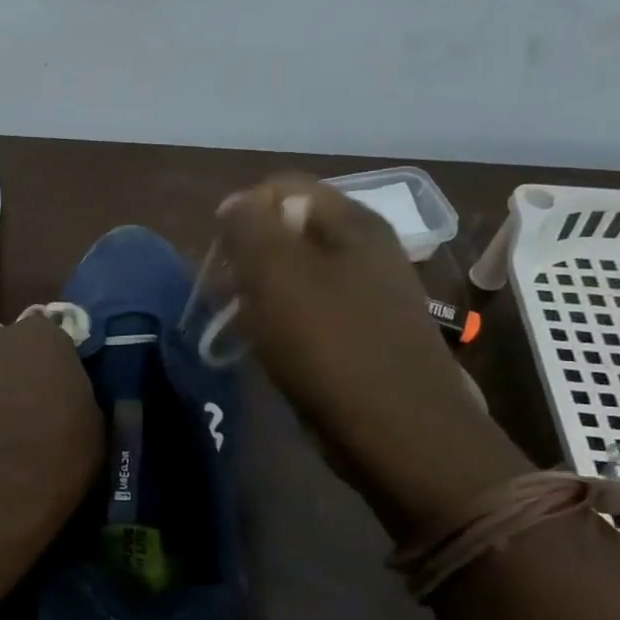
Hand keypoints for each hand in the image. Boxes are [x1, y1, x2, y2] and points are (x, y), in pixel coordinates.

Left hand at [0, 315, 102, 587]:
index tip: (55, 391)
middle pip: (4, 346)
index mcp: (43, 338)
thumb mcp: (92, 428)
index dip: (51, 363)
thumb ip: (76, 397)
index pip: (50, 335)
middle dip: (10, 369)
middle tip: (20, 408)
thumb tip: (65, 398)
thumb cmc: (53, 459)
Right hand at [216, 177, 528, 531]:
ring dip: (262, 290)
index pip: (282, 187)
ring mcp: (372, 291)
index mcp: (351, 222)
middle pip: (290, 229)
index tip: (221, 257)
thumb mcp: (275, 275)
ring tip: (239, 322)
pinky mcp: (367, 332)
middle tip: (224, 293)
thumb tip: (235, 203)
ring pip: (299, 272)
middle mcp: (368, 247)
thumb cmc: (329, 344)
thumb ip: (248, 227)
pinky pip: (314, 308)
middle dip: (249, 255)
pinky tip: (271, 346)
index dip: (242, 213)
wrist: (398, 432)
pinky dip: (285, 318)